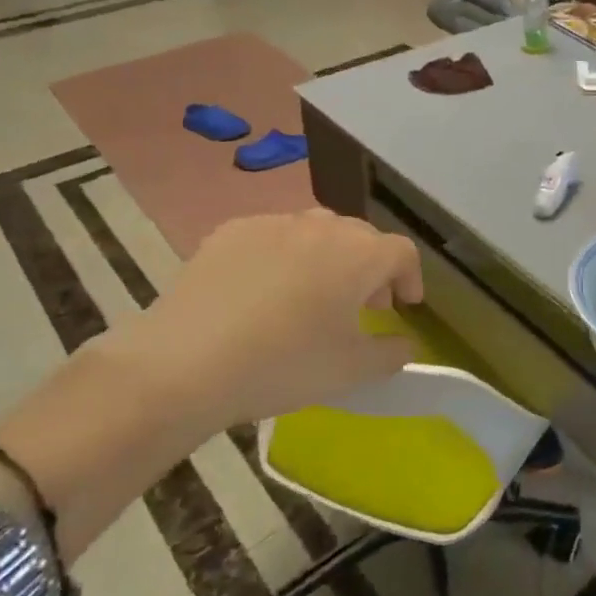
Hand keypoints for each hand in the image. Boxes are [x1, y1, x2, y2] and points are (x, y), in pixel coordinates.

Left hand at [133, 209, 423, 429]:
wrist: (184, 363)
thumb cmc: (283, 364)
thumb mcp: (349, 371)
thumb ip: (390, 354)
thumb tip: (405, 344)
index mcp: (358, 255)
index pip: (401, 252)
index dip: (410, 277)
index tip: (405, 306)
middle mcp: (321, 226)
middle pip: (360, 237)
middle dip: (370, 267)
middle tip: (362, 305)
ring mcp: (273, 224)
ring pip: (315, 231)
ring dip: (327, 257)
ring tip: (313, 294)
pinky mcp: (231, 231)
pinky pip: (272, 237)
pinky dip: (281, 256)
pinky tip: (261, 292)